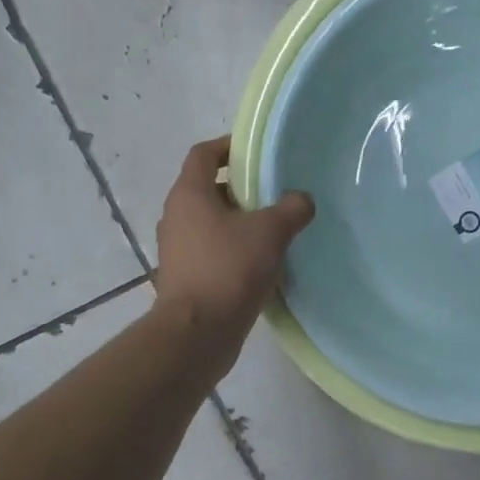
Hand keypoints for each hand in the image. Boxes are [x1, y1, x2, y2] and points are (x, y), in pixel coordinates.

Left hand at [152, 136, 314, 370]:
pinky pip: (211, 251)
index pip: (203, 154)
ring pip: (210, 222)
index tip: (255, 153)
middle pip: (208, 189)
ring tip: (273, 229)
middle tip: (274, 194)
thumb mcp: (270, 232)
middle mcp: (176, 216)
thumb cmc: (229, 269)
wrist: (197, 333)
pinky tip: (261, 263)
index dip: (228, 147)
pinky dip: (233, 249)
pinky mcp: (185, 277)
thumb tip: (302, 199)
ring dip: (238, 222)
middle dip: (241, 189)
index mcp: (189, 194)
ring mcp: (177, 249)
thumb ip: (291, 209)